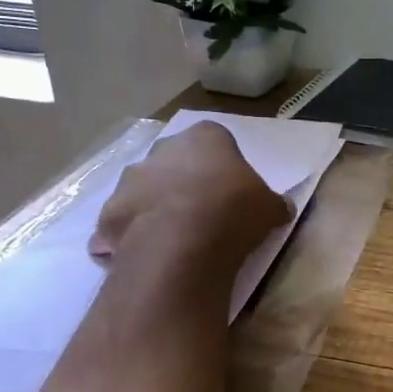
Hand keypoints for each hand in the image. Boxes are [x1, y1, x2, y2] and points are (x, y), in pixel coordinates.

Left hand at [91, 123, 288, 267]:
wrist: (181, 244)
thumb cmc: (233, 212)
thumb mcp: (270, 208)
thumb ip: (274, 203)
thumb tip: (283, 208)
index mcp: (205, 137)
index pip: (216, 141)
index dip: (224, 166)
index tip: (233, 191)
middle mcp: (163, 149)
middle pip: (176, 161)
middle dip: (186, 181)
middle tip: (204, 212)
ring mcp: (131, 179)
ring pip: (146, 188)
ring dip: (157, 205)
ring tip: (176, 237)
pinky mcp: (110, 212)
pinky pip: (123, 222)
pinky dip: (132, 235)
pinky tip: (152, 254)